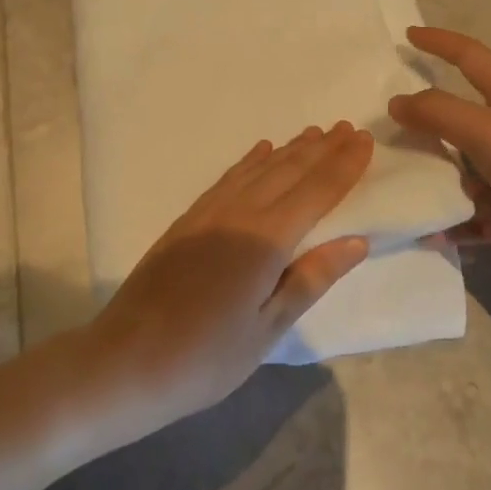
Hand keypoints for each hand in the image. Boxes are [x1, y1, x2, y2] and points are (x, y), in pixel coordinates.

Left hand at [87, 123, 374, 425]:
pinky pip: (228, 178)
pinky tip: (261, 152)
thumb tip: (357, 240)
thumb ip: (312, 278)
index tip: (365, 140)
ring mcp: (209, 214)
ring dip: (290, 150)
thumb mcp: (268, 328)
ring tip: (313, 134)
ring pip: (258, 169)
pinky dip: (250, 162)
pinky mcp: (187, 221)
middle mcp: (239, 214)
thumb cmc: (206, 357)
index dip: (343, 166)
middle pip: (289, 171)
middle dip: (322, 149)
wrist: (125, 361)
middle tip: (348, 128)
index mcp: (266, 240)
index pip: (316, 192)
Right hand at [390, 27, 490, 281]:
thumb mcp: (487, 132)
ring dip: (438, 184)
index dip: (440, 42)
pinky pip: (480, 214)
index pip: (469, 57)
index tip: (408, 36)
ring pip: (466, 172)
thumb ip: (440, 114)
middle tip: (387, 140)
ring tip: (404, 196)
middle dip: (426, 130)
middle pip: (460, 122)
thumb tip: (397, 102)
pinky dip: (458, 223)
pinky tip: (434, 235)